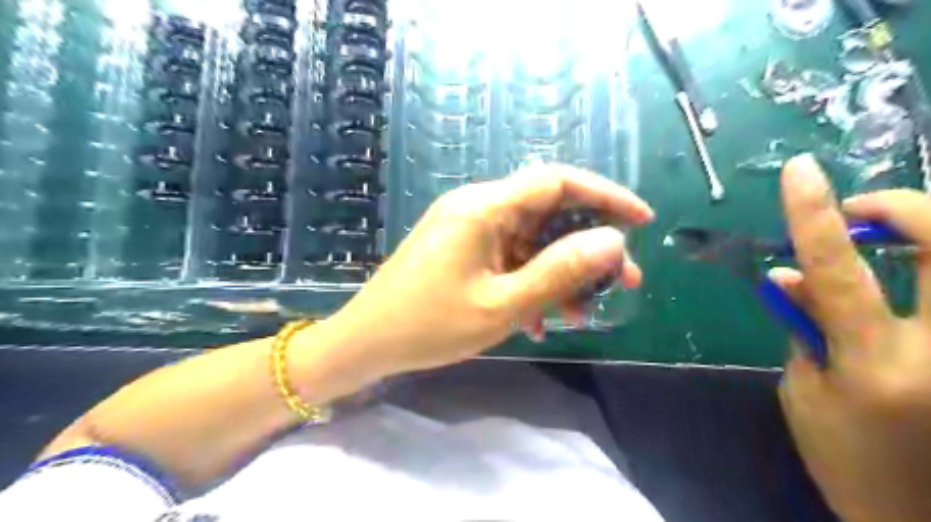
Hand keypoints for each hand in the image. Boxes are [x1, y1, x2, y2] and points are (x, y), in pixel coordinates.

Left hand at [325, 164, 647, 381]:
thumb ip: (559, 272)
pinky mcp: (462, 249)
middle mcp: (476, 207)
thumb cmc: (429, 325)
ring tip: (582, 312)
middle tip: (621, 281)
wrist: (367, 342)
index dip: (604, 195)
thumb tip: (612, 242)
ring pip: (530, 240)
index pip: (556, 181)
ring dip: (560, 272)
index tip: (641, 220)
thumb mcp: (502, 305)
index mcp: (484, 208)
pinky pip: (508, 256)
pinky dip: (531, 281)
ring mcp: (467, 228)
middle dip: (587, 246)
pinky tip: (541, 318)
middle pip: (547, 212)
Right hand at [772, 153, 930, 520]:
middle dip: (906, 208)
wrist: (919, 516)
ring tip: (889, 235)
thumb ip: (803, 324)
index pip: (840, 271)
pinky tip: (915, 269)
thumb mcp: (803, 389)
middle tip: (862, 209)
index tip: (799, 171)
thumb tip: (790, 271)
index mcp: (876, 366)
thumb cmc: (847, 458)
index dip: (815, 215)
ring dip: (929, 231)